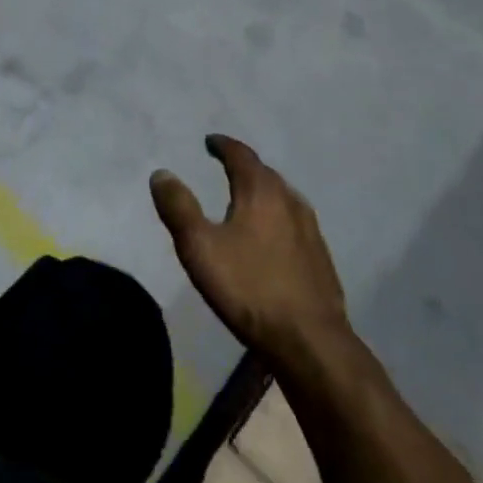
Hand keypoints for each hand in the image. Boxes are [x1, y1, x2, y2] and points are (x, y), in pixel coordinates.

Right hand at [152, 135, 348, 363]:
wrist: (309, 341)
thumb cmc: (248, 288)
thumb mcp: (199, 247)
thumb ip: (178, 207)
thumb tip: (161, 173)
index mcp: (261, 192)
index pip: (241, 156)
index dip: (224, 146)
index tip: (211, 142)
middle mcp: (290, 202)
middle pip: (265, 173)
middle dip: (244, 166)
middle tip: (225, 166)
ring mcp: (310, 230)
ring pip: (283, 197)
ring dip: (263, 190)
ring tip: (246, 197)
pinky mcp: (320, 257)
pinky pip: (294, 221)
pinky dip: (277, 216)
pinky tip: (271, 235)